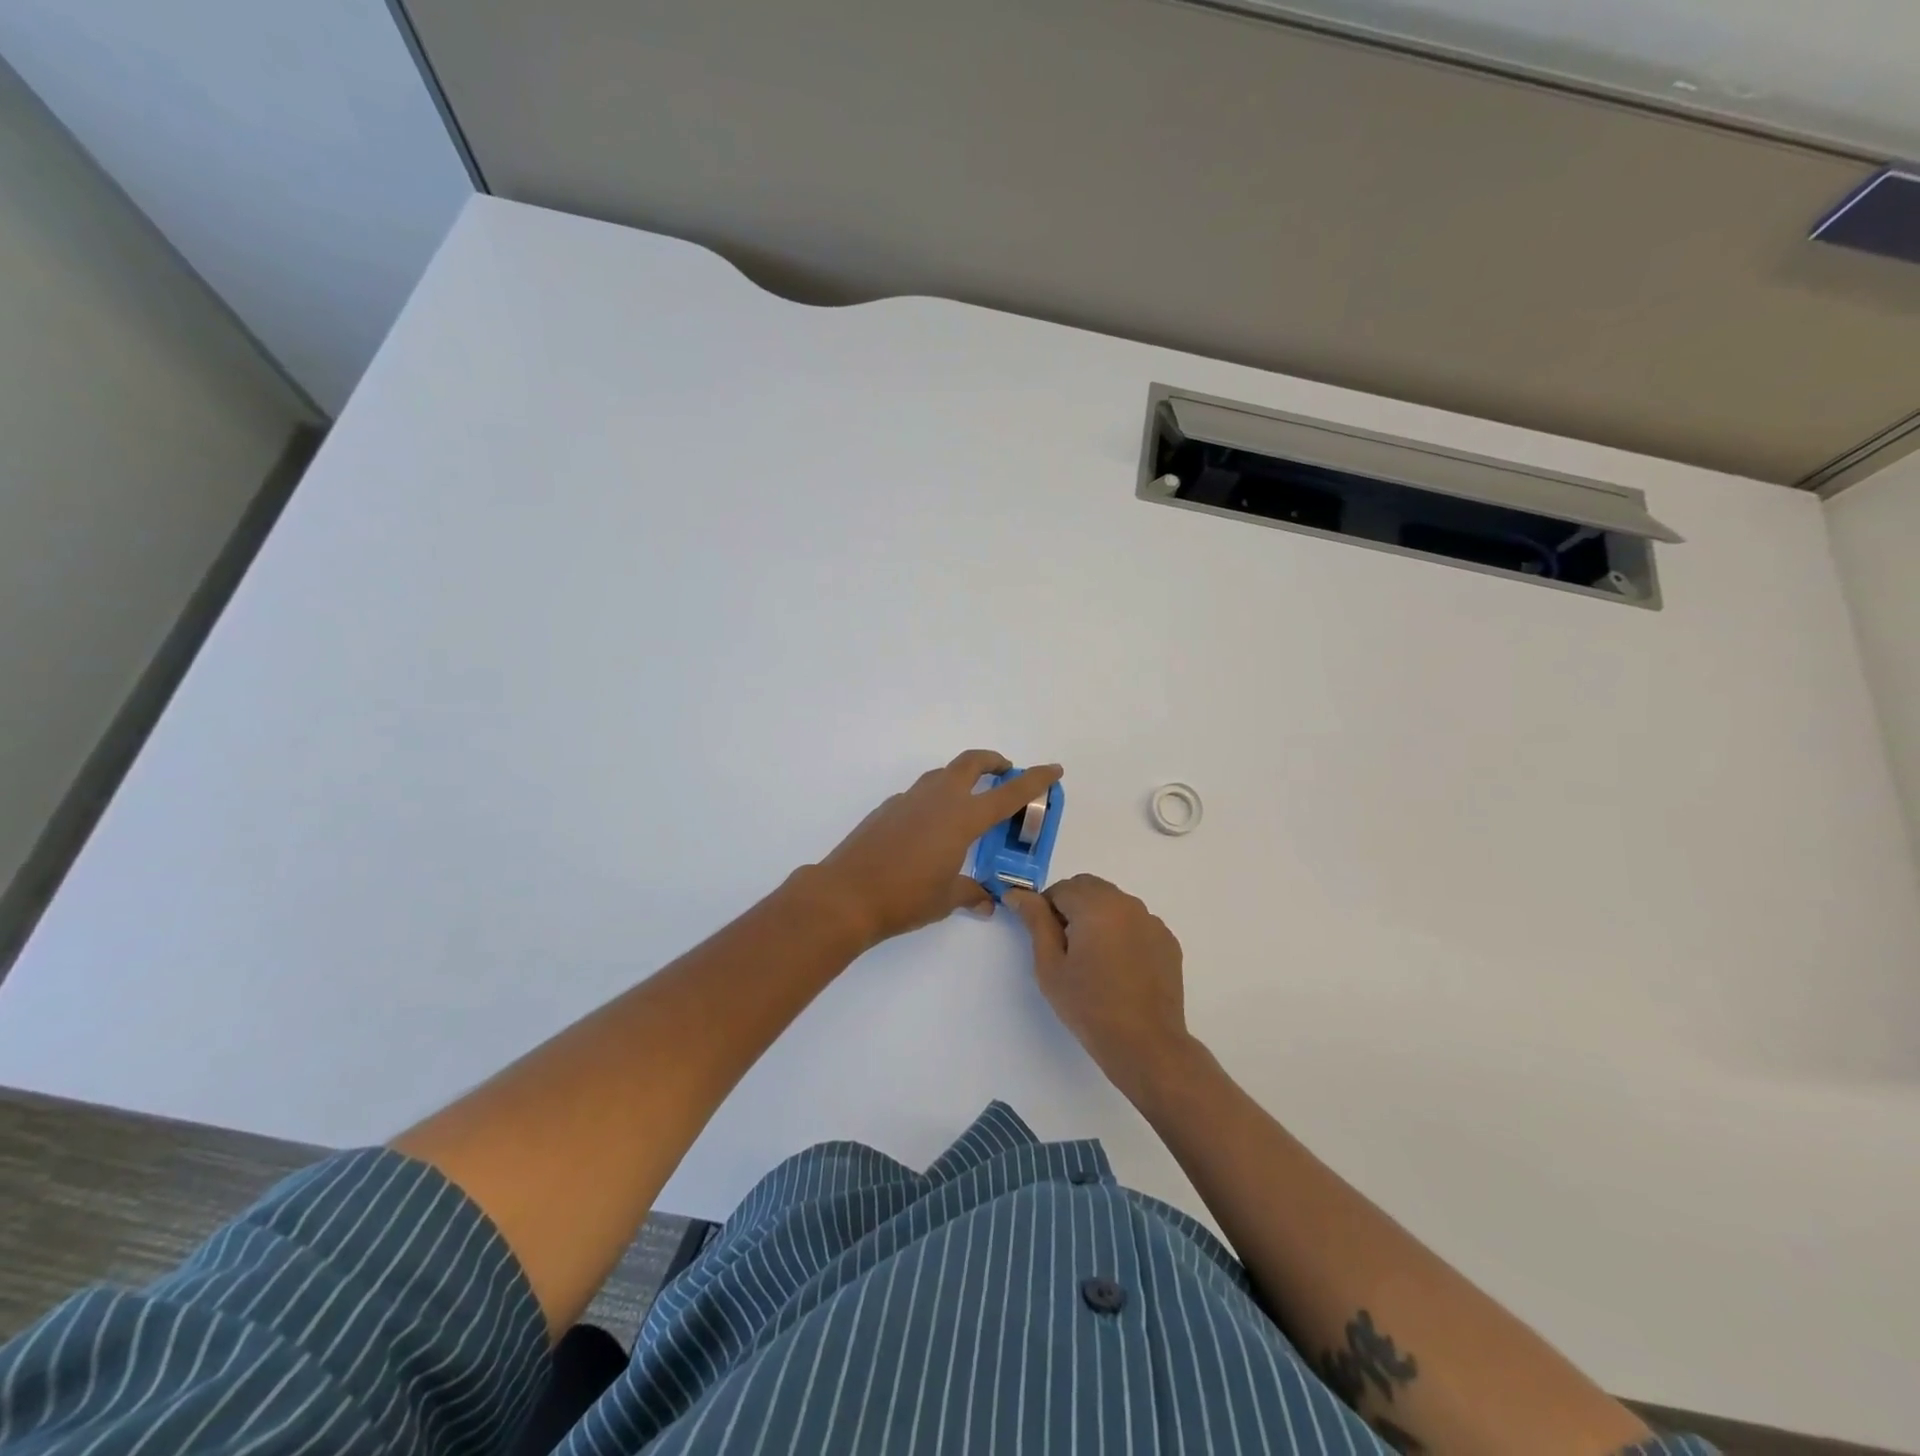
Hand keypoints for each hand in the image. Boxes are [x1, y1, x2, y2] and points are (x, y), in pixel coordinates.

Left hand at [813, 751, 1063, 948]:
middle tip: (1005, 772)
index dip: (1034, 780)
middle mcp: (938, 799)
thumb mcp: (946, 898)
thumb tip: (987, 901)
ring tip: (969, 800)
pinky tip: (930, 827)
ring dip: (961, 777)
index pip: (1008, 793)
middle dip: (992, 761)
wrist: (846, 894)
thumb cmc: (905, 897)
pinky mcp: (887, 809)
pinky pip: (919, 794)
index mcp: (962, 818)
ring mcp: (909, 800)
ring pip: (942, 774)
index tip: (1053, 769)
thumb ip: (970, 893)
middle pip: (970, 763)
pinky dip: (935, 798)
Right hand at [1007, 875, 1194, 1099]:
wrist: (1145, 1044)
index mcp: (1096, 905)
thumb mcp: (1050, 965)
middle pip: (1089, 888)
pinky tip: (1118, 967)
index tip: (1046, 940)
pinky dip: (1121, 932)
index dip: (1047, 910)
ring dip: (1097, 917)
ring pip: (1114, 903)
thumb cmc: (1089, 1006)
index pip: (1061, 888)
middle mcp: (1127, 903)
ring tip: (1093, 960)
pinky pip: (1135, 923)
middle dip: (1072, 907)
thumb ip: (1036, 921)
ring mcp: (1151, 921)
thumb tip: (1018, 894)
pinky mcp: (1167, 941)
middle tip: (1065, 948)